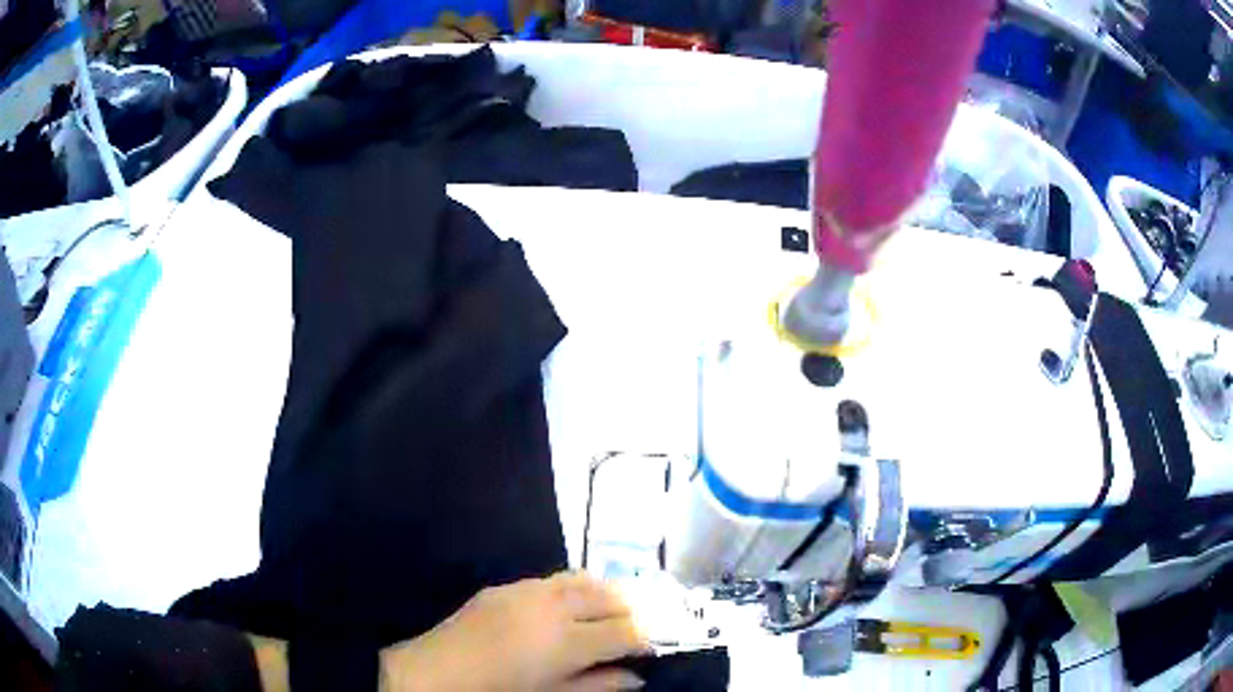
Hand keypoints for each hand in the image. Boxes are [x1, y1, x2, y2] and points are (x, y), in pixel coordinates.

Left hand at [380, 572, 648, 691]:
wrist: (434, 673)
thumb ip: (598, 686)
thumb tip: (637, 678)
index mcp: (566, 643)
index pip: (625, 631)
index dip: (645, 637)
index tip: (651, 646)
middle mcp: (552, 608)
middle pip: (609, 596)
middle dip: (630, 609)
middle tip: (637, 626)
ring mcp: (526, 592)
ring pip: (582, 580)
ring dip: (604, 593)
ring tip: (610, 609)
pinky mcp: (504, 586)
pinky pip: (551, 580)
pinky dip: (572, 588)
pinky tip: (569, 605)